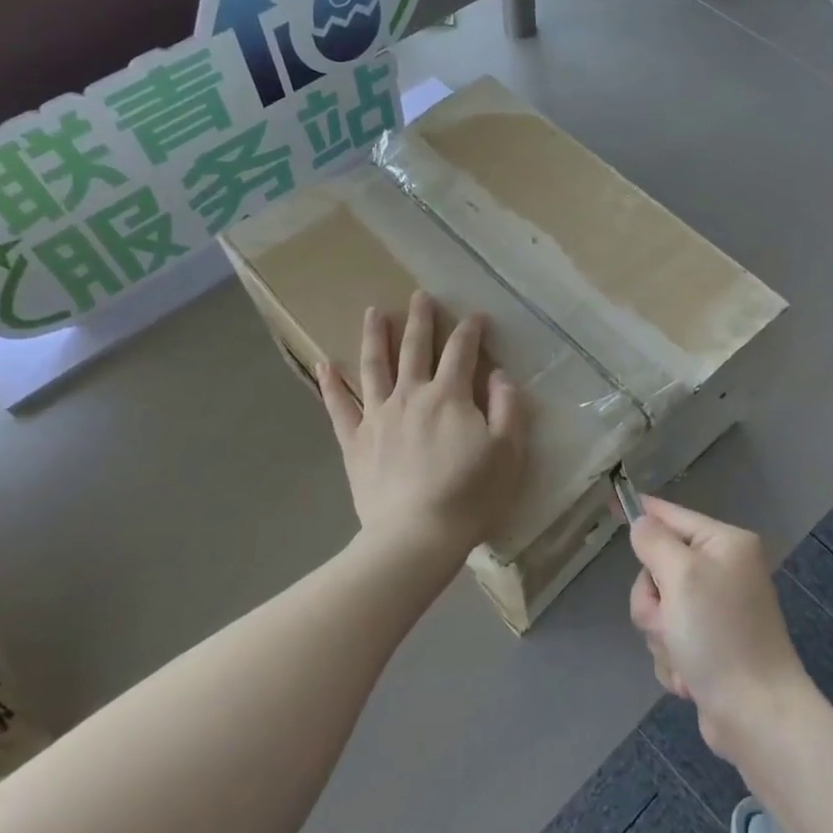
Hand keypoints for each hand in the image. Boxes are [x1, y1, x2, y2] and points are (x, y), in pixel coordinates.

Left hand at [318, 292, 524, 578]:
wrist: (416, 536)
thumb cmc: (470, 495)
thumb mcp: (508, 452)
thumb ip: (507, 408)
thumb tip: (499, 375)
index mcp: (450, 396)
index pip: (462, 351)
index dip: (470, 330)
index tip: (476, 316)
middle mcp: (411, 396)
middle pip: (415, 348)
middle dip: (420, 320)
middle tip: (419, 296)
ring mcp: (378, 417)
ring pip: (373, 367)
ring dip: (374, 337)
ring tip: (372, 313)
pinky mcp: (355, 442)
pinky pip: (338, 407)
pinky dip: (330, 384)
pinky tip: (323, 364)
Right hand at [628, 497, 814, 761]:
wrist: (756, 715)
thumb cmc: (720, 634)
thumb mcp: (681, 576)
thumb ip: (654, 542)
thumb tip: (642, 523)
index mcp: (725, 545)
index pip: (673, 516)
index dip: (641, 512)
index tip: (611, 500)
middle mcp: (723, 571)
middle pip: (658, 568)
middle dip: (654, 600)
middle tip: (670, 620)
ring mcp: (716, 611)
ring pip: (659, 608)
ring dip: (661, 634)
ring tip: (683, 655)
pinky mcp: (709, 646)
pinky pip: (669, 639)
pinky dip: (673, 658)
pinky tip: (690, 677)